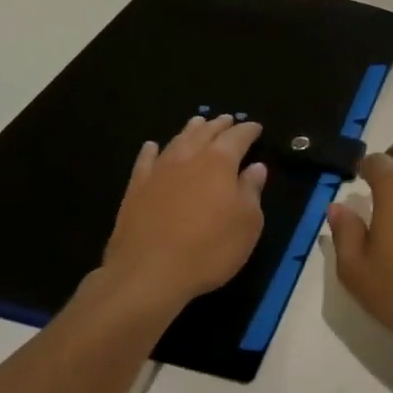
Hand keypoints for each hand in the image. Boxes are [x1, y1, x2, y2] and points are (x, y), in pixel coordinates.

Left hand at [97, 114, 267, 315]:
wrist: (148, 274)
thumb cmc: (209, 249)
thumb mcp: (247, 224)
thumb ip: (252, 191)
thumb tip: (255, 168)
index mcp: (219, 163)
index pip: (238, 137)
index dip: (248, 130)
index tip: (256, 127)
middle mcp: (189, 158)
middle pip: (205, 133)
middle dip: (219, 125)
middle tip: (227, 119)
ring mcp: (159, 172)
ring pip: (177, 141)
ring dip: (190, 131)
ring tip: (198, 123)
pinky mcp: (136, 189)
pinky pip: (145, 161)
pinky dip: (151, 151)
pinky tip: (152, 147)